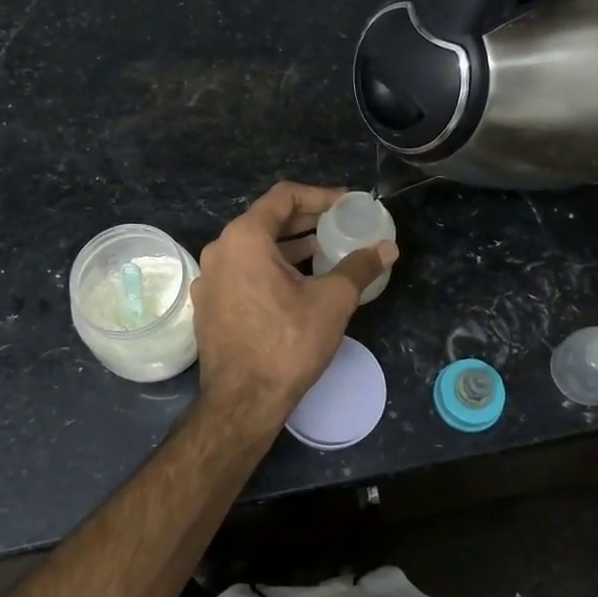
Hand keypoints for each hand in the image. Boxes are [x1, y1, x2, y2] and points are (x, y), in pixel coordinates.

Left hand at [192, 183, 397, 427]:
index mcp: (244, 237)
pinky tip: (298, 282)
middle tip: (340, 224)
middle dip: (306, 219)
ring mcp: (210, 278)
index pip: (284, 196)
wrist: (243, 401)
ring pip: (254, 247)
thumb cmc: (287, 343)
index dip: (320, 195)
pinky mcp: (210, 303)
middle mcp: (220, 250)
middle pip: (267, 220)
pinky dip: (271, 267)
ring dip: (290, 245)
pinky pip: (243, 271)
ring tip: (325, 250)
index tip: (347, 204)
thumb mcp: (332, 300)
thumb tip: (388, 248)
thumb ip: (359, 267)